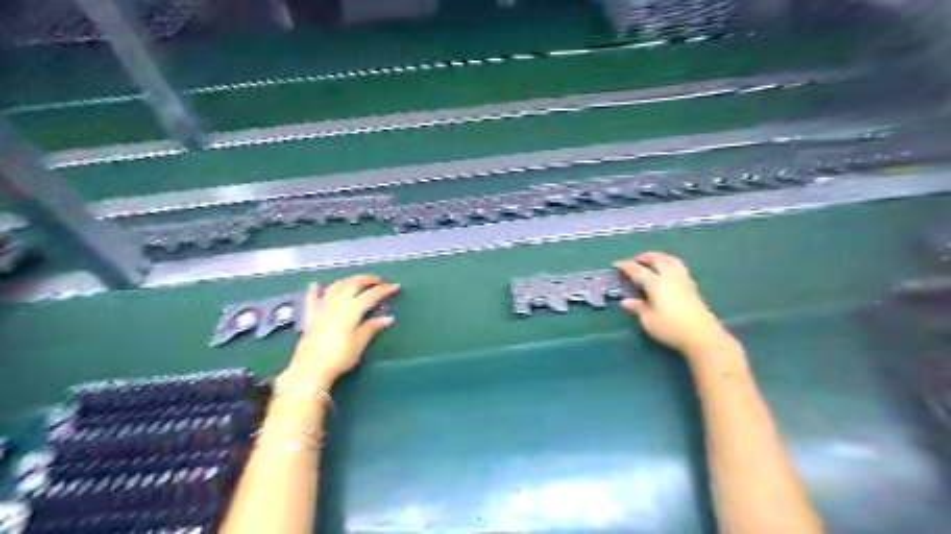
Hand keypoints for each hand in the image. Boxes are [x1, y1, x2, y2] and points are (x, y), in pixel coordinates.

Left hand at [281, 276, 400, 387]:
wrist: (311, 369)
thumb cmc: (339, 357)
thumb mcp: (359, 343)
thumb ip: (372, 327)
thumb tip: (388, 318)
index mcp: (351, 310)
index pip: (371, 295)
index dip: (383, 289)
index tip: (395, 287)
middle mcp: (337, 304)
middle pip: (353, 285)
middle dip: (366, 280)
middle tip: (377, 280)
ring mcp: (322, 309)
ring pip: (335, 287)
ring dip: (346, 281)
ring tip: (355, 280)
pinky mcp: (310, 317)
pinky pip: (312, 299)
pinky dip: (314, 290)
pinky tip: (315, 285)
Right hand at [613, 253, 738, 360]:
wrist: (702, 336)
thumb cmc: (670, 328)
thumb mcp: (648, 320)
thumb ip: (637, 307)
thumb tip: (626, 301)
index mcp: (656, 283)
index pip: (638, 271)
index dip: (627, 266)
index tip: (617, 264)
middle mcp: (670, 277)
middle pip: (658, 259)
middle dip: (645, 257)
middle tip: (635, 260)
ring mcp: (683, 281)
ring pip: (671, 260)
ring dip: (660, 257)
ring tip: (652, 262)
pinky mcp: (692, 288)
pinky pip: (678, 268)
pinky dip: (669, 264)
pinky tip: (667, 273)